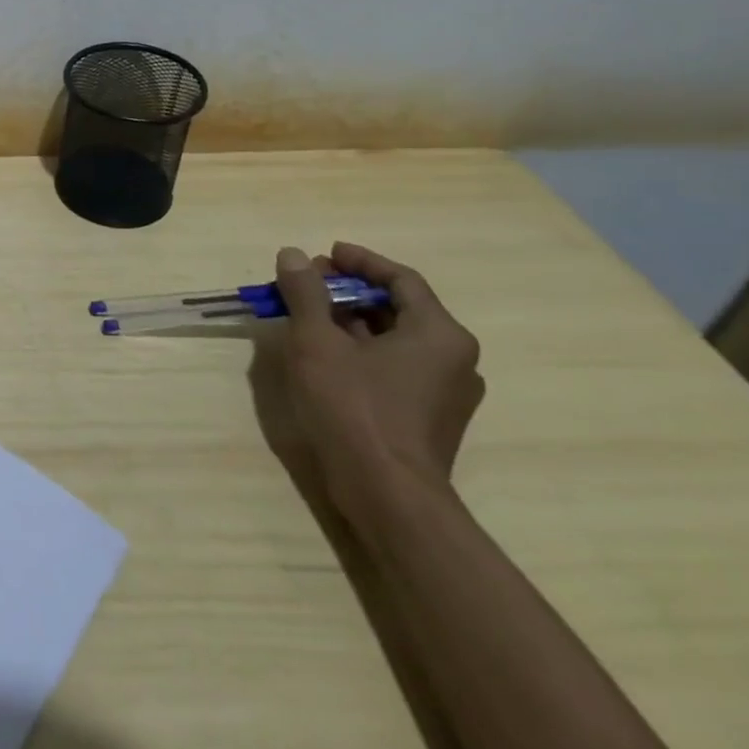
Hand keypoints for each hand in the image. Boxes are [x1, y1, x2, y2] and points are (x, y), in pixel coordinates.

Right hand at [258, 242, 484, 522]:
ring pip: (394, 339)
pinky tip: (324, 354)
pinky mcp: (428, 417)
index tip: (324, 254)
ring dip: (350, 320)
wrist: (387, 494)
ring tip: (307, 314)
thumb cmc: (354, 407)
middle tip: (308, 282)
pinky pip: (394, 366)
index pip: (402, 280)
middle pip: (399, 308)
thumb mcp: (317, 342)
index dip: (361, 262)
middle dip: (349, 290)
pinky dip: (361, 349)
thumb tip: (293, 254)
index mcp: (440, 335)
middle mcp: (454, 359)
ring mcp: (444, 392)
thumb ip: (305, 293)